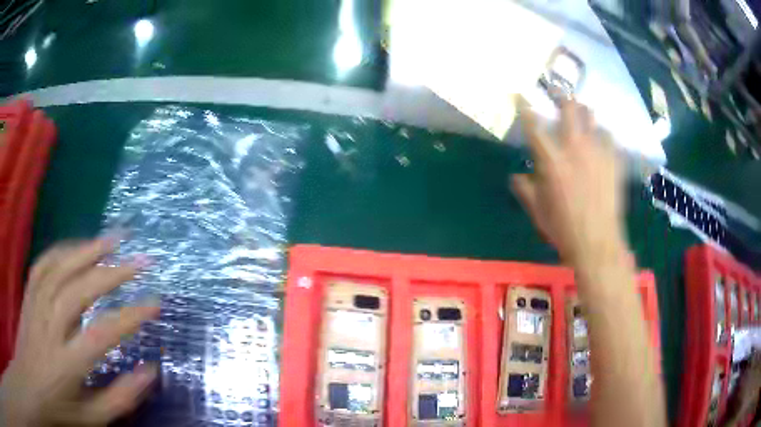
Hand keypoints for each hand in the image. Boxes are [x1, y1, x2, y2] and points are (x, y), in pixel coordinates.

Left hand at [0, 237, 158, 425]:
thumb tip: (150, 371)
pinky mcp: (28, 293)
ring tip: (115, 238)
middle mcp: (49, 327)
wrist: (34, 382)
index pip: (101, 335)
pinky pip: (44, 264)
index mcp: (66, 364)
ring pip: (60, 268)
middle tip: (141, 260)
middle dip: (113, 272)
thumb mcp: (93, 417)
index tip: (155, 304)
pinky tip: (79, 246)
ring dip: (89, 249)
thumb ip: (120, 398)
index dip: (130, 317)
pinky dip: (63, 250)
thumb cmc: (60, 407)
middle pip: (79, 290)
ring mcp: (35, 305)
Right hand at [511, 97, 626, 269]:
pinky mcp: (614, 161)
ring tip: (582, 115)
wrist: (597, 242)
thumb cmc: (563, 228)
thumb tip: (517, 176)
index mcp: (552, 160)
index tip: (521, 97)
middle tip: (558, 94)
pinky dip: (602, 136)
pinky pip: (609, 137)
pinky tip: (601, 142)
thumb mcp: (537, 210)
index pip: (534, 125)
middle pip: (569, 108)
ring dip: (584, 113)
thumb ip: (525, 188)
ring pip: (592, 117)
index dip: (526, 108)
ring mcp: (597, 152)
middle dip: (561, 96)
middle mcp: (575, 148)